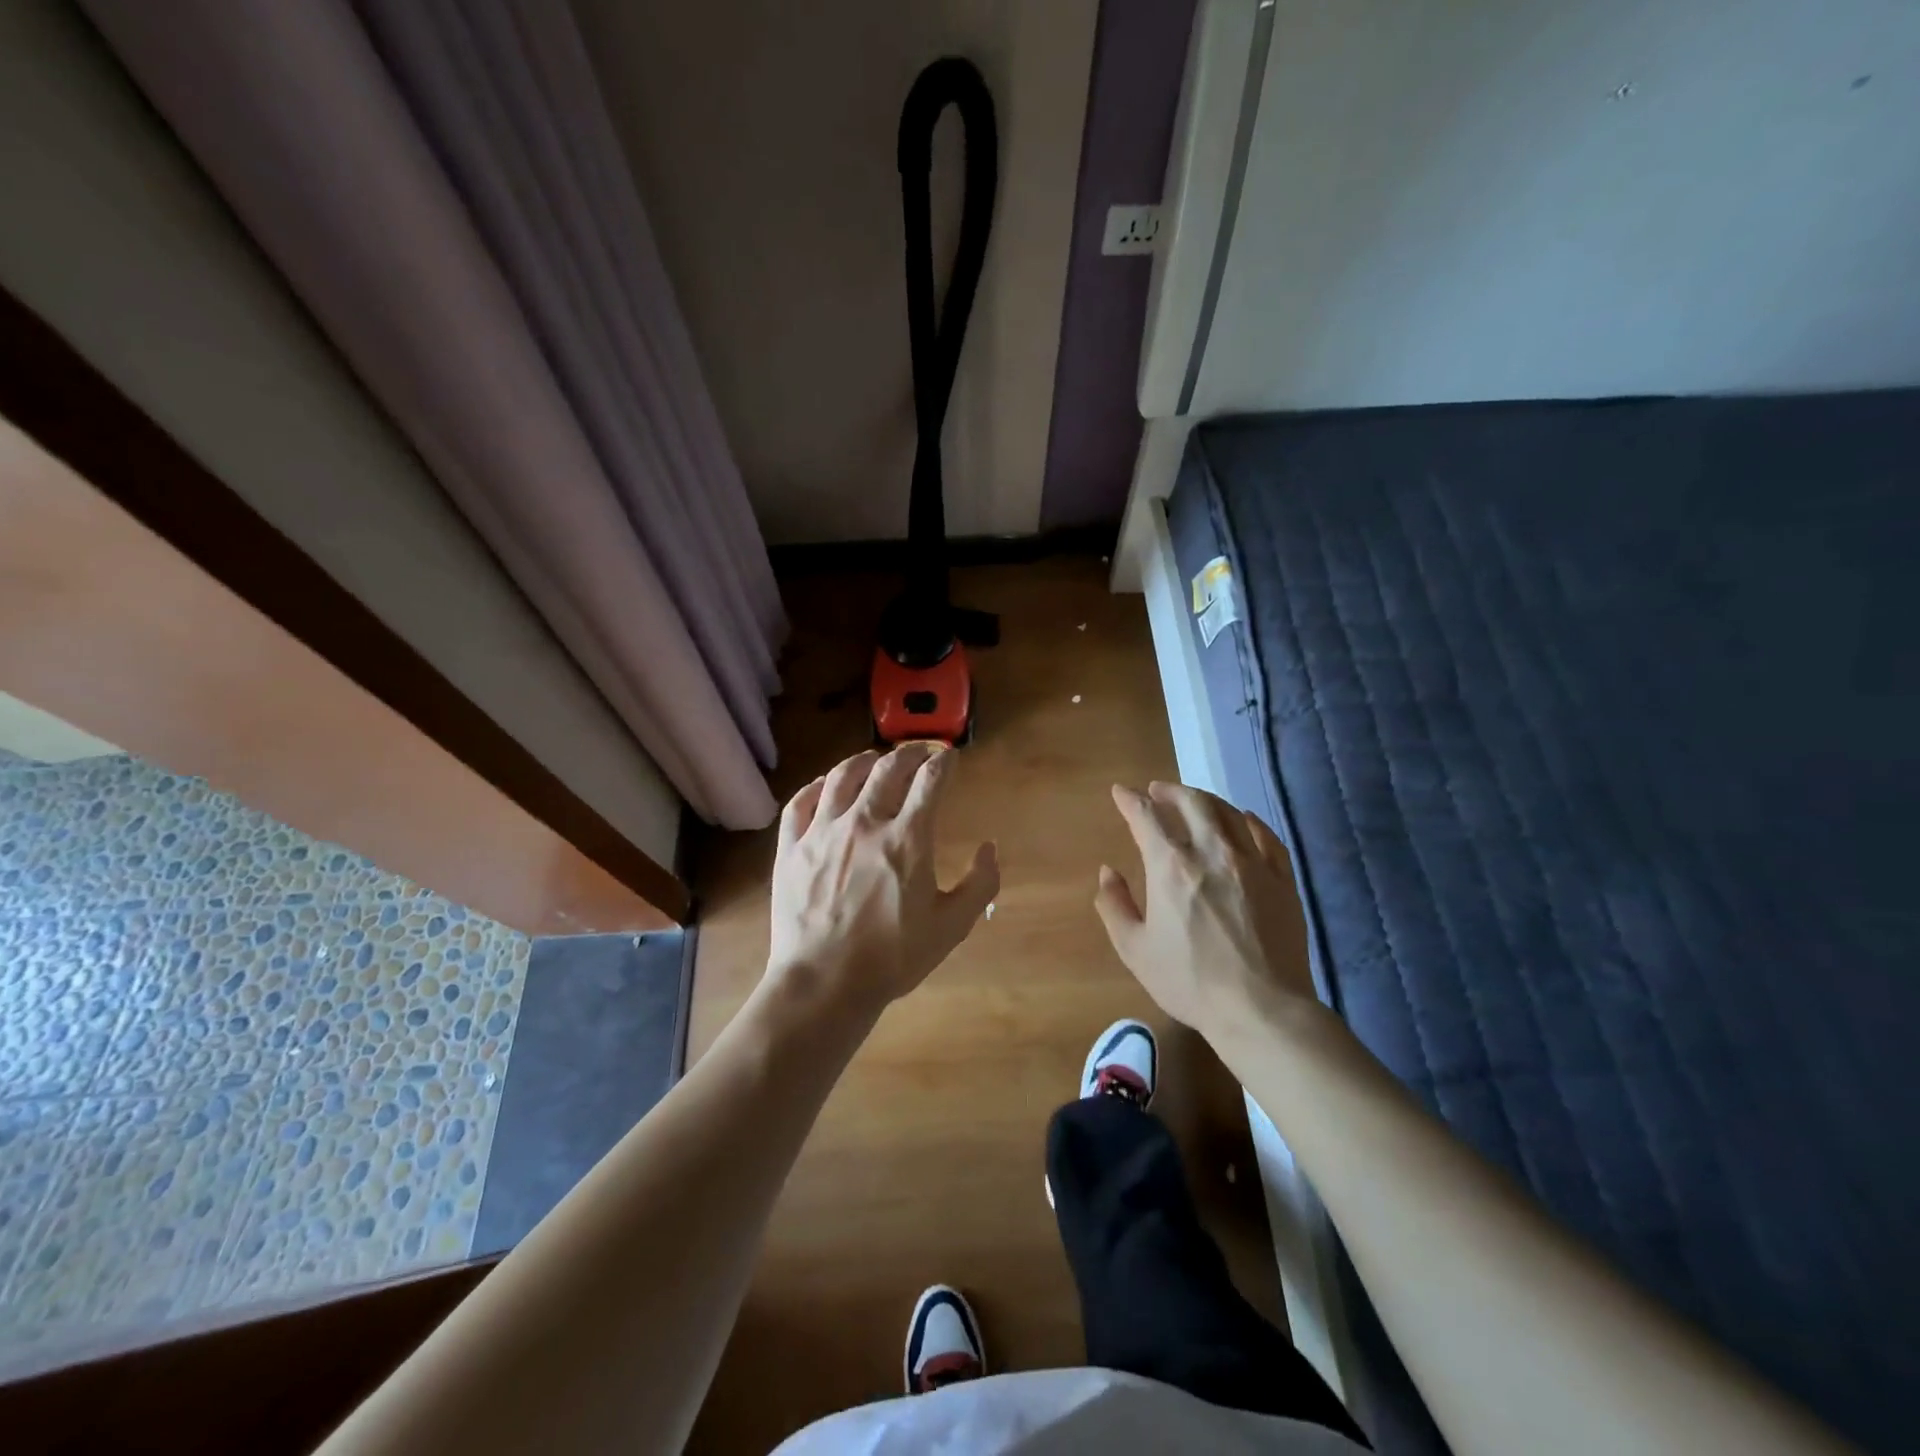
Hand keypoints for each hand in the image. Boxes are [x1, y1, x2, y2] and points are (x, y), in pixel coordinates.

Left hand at [766, 744, 998, 1017]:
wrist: (824, 983)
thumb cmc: (893, 957)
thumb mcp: (952, 926)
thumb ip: (980, 884)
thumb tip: (990, 848)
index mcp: (907, 838)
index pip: (930, 781)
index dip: (944, 763)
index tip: (949, 758)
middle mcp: (864, 822)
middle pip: (888, 769)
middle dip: (910, 753)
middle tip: (920, 753)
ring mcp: (823, 832)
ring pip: (843, 776)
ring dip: (865, 760)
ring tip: (875, 759)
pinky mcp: (792, 847)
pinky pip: (801, 802)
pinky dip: (818, 785)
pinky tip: (827, 785)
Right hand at [1095, 781, 1319, 1044]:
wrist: (1261, 1009)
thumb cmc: (1190, 981)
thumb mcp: (1135, 950)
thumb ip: (1114, 905)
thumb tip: (1107, 872)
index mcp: (1170, 866)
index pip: (1146, 816)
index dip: (1130, 799)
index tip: (1121, 792)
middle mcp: (1211, 852)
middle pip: (1191, 802)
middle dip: (1170, 790)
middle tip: (1157, 790)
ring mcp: (1252, 862)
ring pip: (1228, 812)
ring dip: (1206, 800)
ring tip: (1194, 801)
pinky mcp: (1282, 879)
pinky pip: (1265, 836)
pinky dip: (1249, 821)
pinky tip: (1243, 820)